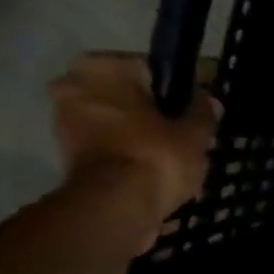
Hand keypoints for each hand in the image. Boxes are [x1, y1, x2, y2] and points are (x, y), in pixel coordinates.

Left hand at [50, 53, 218, 238]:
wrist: (115, 207)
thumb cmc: (155, 156)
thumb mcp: (195, 133)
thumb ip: (202, 111)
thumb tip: (209, 99)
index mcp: (102, 67)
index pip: (153, 69)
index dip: (182, 87)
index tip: (202, 103)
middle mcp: (74, 84)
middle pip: (129, 94)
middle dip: (155, 110)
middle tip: (187, 130)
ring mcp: (64, 119)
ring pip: (117, 119)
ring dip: (140, 131)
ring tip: (174, 152)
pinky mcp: (67, 153)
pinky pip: (108, 144)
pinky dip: (128, 151)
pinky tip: (154, 166)